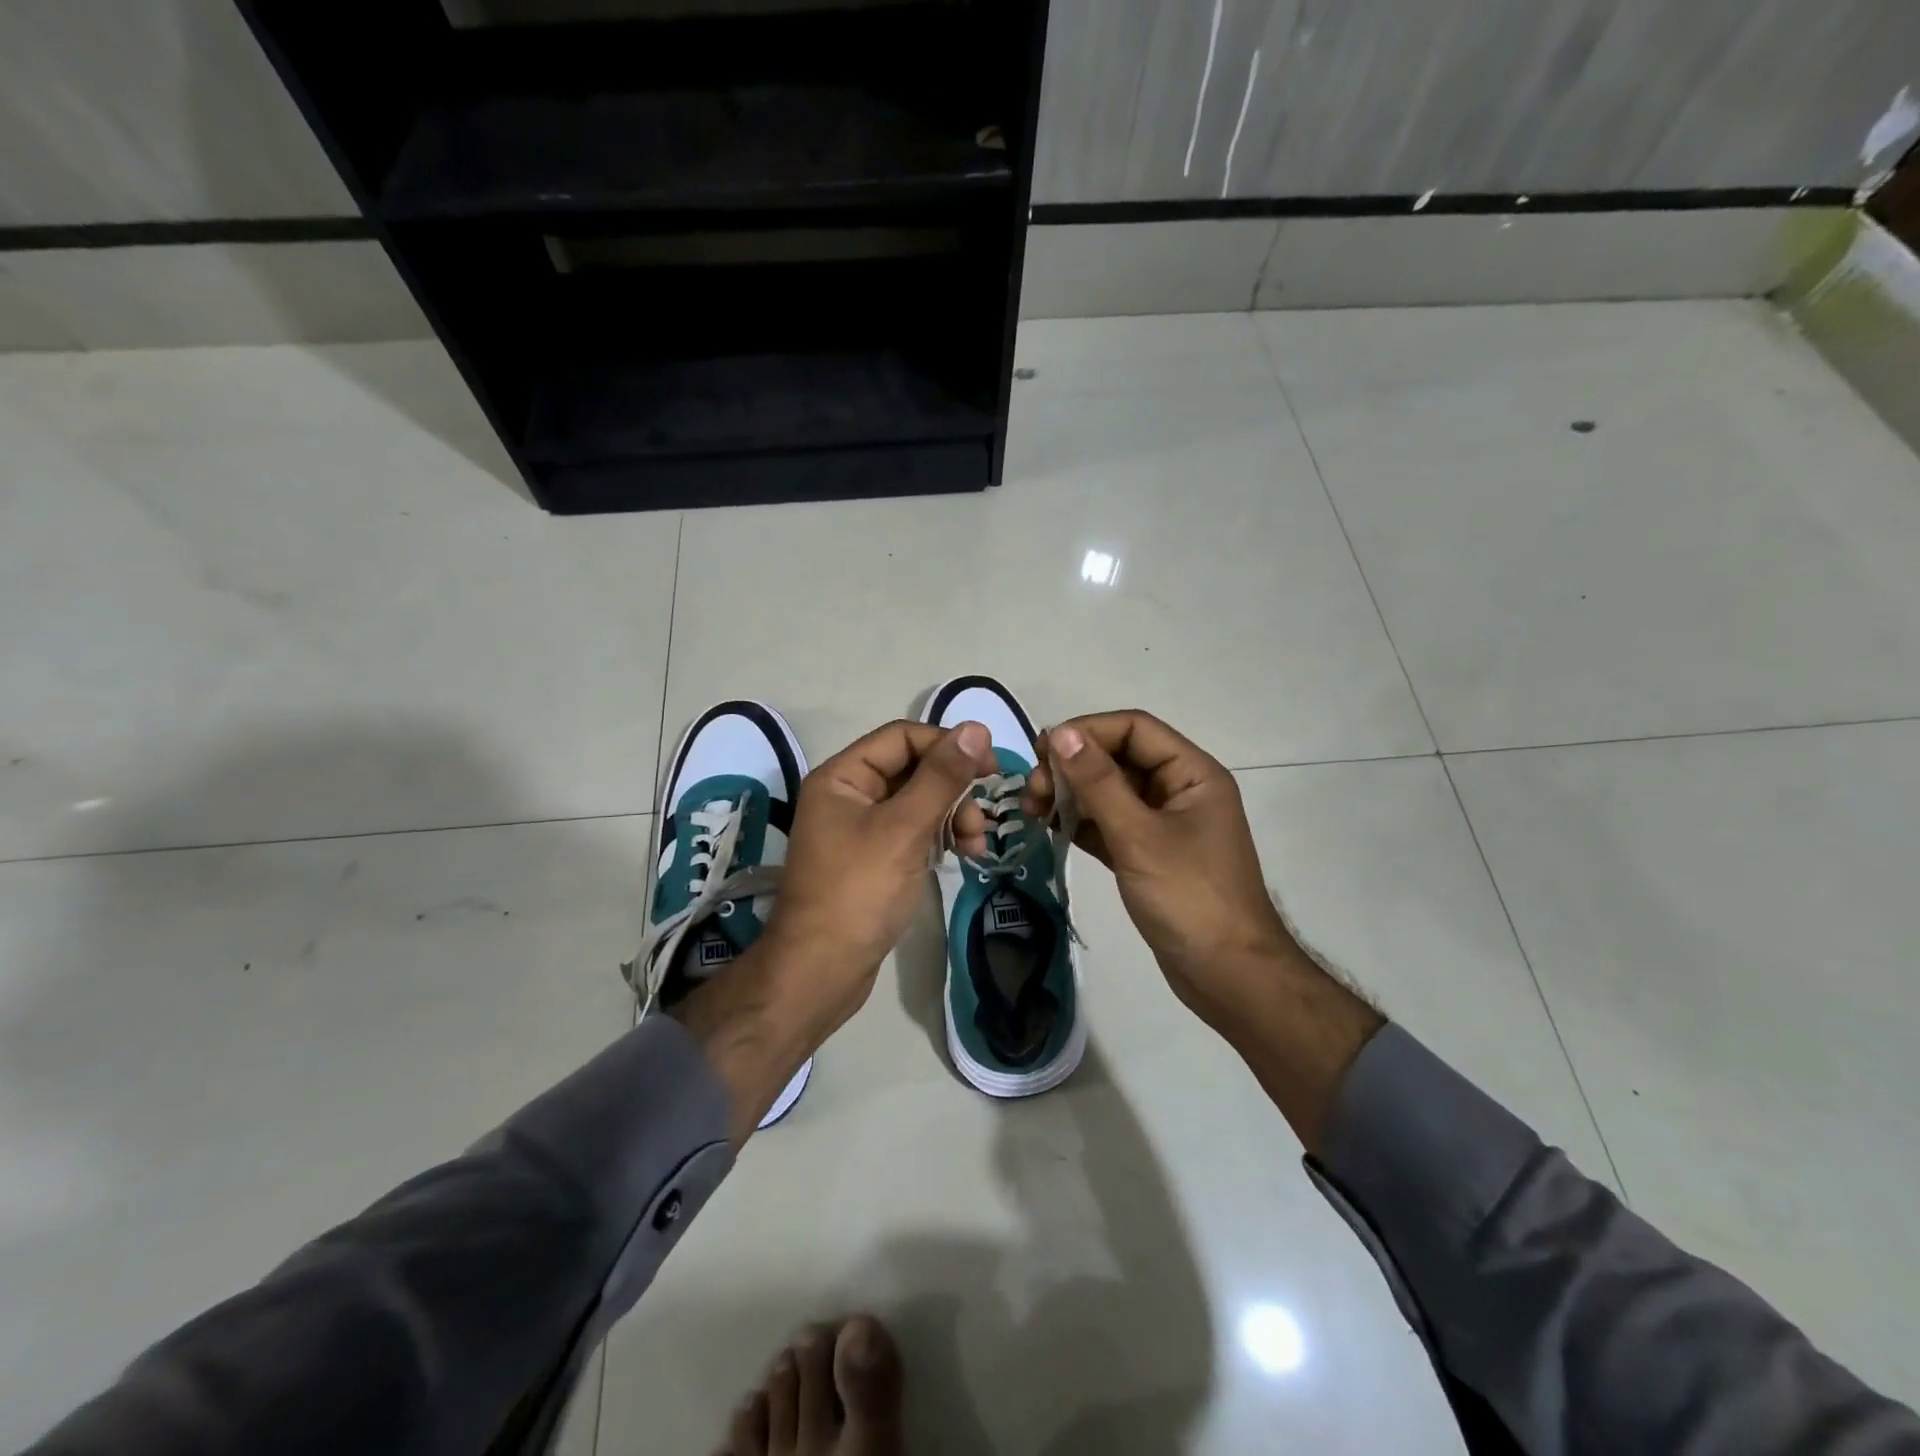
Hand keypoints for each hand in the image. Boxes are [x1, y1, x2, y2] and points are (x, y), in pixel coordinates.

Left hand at [763, 718, 995, 1039]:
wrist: (821, 971)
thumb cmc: (859, 892)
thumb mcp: (904, 829)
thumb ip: (941, 777)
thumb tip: (977, 728)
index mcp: (843, 776)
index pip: (903, 737)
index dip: (948, 745)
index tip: (991, 767)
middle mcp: (849, 795)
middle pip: (914, 769)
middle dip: (954, 788)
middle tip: (983, 819)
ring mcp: (861, 828)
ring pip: (919, 801)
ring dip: (954, 814)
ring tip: (977, 844)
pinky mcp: (875, 858)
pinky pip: (915, 830)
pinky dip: (941, 836)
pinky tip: (964, 854)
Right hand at [1024, 711, 1295, 1029]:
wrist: (1228, 976)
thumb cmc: (1190, 898)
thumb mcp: (1139, 836)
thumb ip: (1098, 783)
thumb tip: (1061, 733)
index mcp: (1192, 773)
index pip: (1134, 728)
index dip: (1088, 731)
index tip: (1042, 752)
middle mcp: (1179, 790)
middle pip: (1118, 758)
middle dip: (1073, 767)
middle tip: (1032, 791)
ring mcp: (1163, 824)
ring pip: (1110, 792)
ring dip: (1071, 795)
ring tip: (1032, 810)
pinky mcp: (1148, 854)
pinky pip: (1109, 824)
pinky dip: (1081, 823)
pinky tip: (1050, 828)